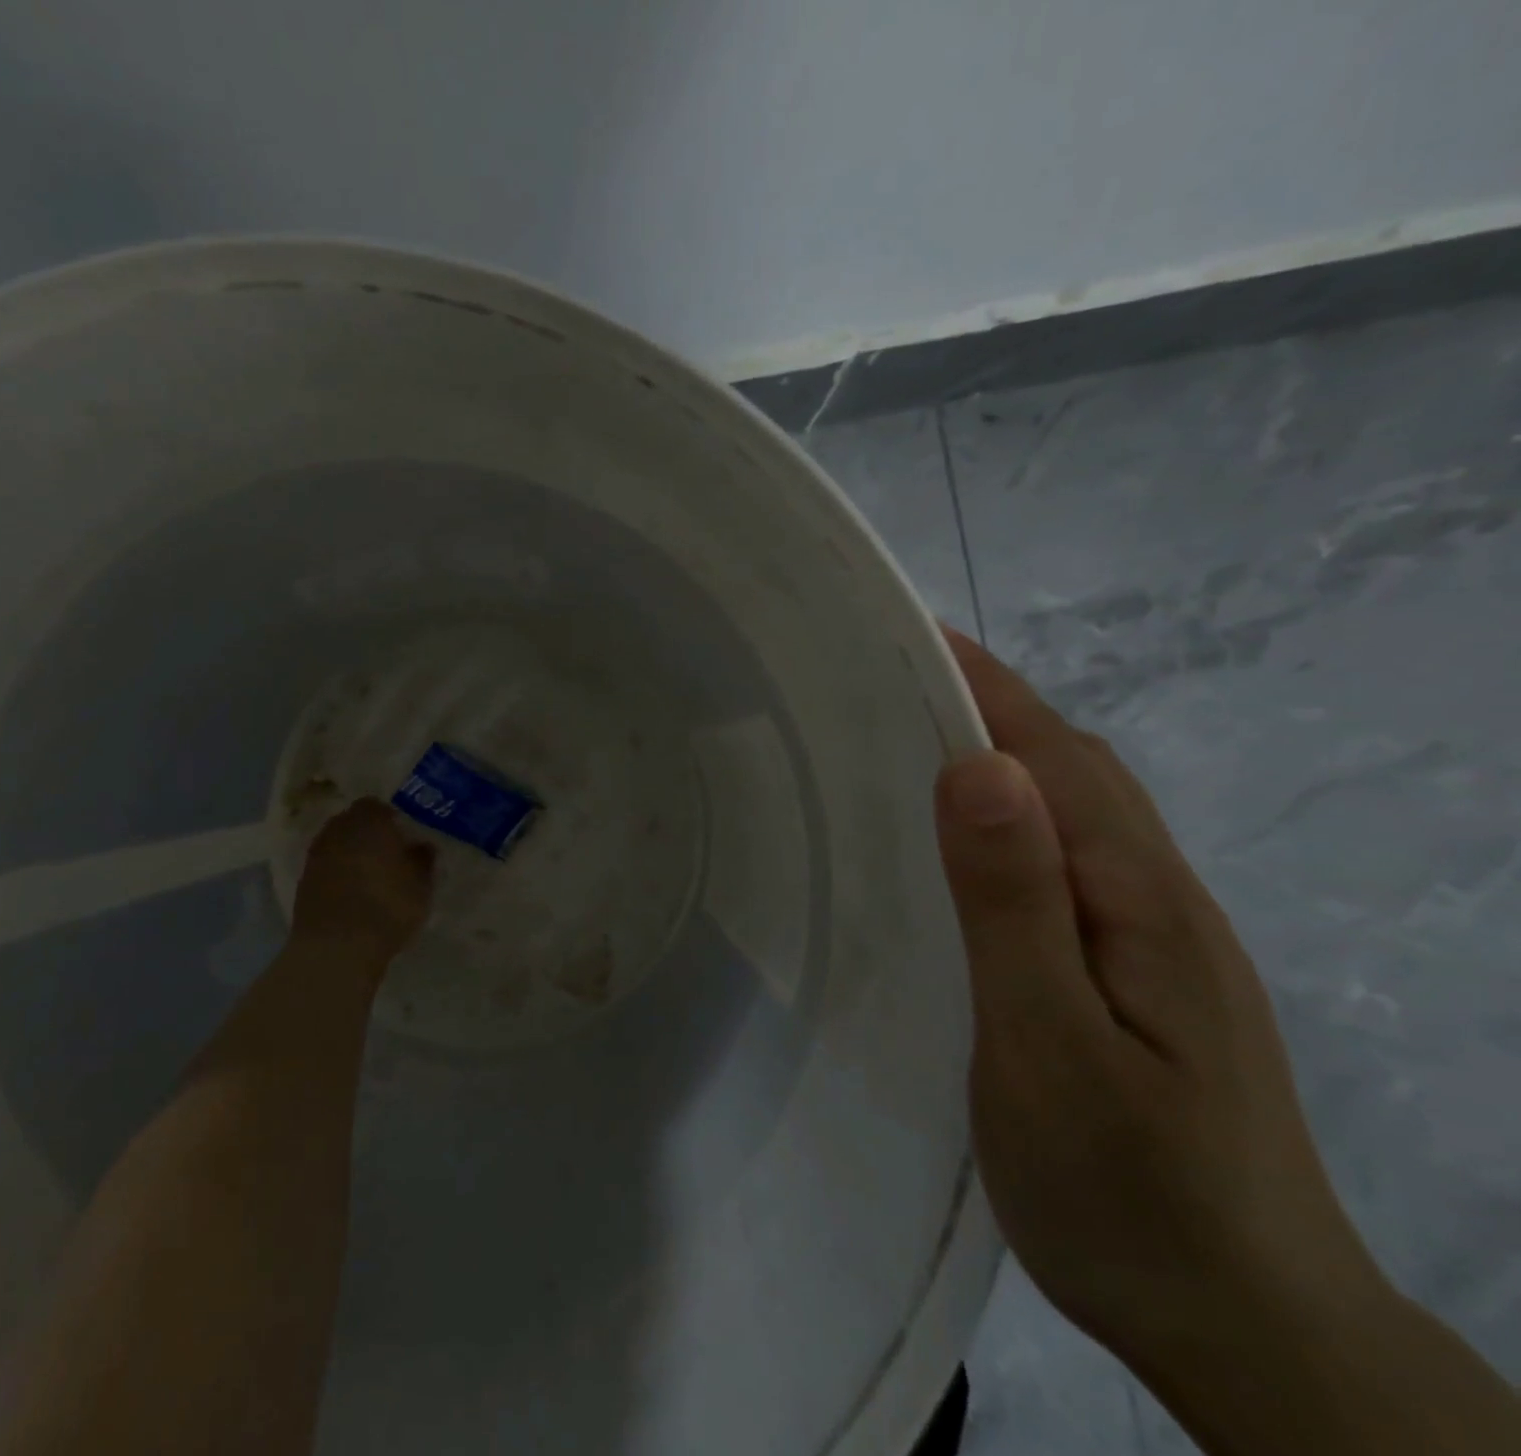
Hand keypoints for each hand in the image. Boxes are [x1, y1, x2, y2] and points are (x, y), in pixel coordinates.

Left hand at [291, 798, 434, 960]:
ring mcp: (316, 855)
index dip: (392, 818)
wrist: (336, 948)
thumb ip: (423, 859)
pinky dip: (339, 874)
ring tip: (373, 875)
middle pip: (354, 822)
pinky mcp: (304, 881)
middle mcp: (338, 829)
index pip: (378, 805)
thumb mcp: (421, 884)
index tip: (405, 835)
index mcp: (368, 820)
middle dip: (370, 834)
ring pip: (339, 845)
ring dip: (353, 854)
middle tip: (390, 853)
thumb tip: (422, 845)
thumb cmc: (387, 906)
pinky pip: (328, 868)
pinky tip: (354, 893)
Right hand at [934, 629, 1381, 1366]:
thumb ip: (1014, 905)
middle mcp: (1156, 896)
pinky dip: (1014, 816)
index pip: (1055, 754)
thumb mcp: (1050, 1046)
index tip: (907, 637)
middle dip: (987, 704)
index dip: (983, 686)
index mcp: (1137, 898)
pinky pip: (1068, 858)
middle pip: (1073, 767)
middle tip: (888, 682)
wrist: (1249, 1331)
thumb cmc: (1130, 1190)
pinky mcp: (1137, 971)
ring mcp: (1154, 936)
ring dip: (1003, 754)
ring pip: (1074, 810)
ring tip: (912, 740)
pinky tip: (968, 844)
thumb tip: (980, 769)